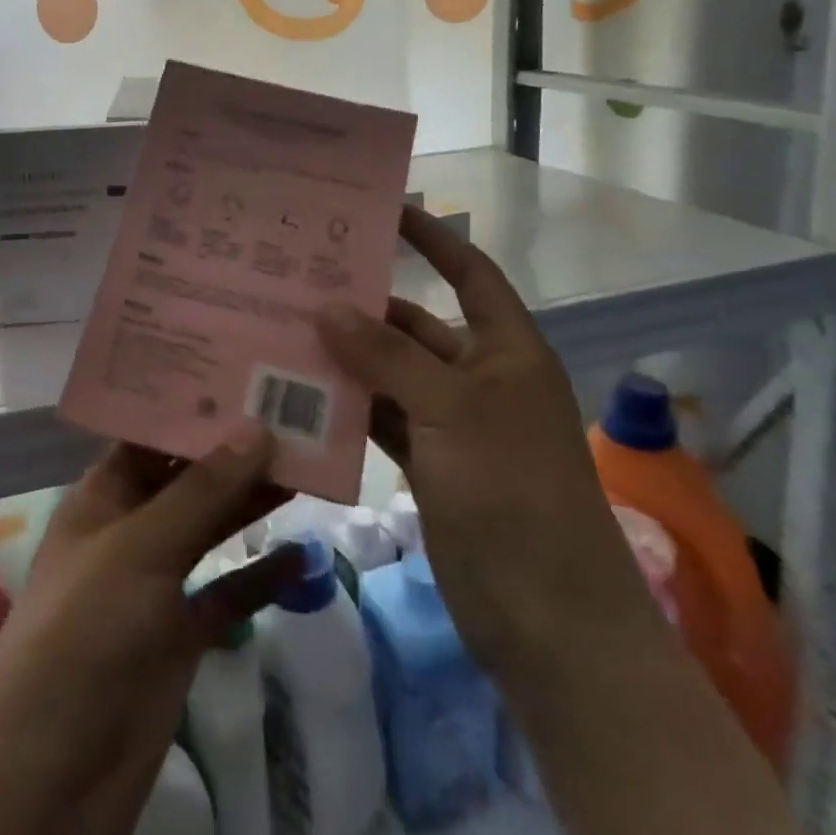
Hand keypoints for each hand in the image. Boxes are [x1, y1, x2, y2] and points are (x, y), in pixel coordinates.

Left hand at [0, 432, 299, 834]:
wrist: (52, 779)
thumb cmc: (82, 636)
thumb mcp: (139, 550)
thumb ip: (201, 492)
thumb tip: (258, 426)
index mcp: (103, 495)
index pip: (151, 433)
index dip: (193, 403)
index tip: (243, 370)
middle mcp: (130, 528)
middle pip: (189, 476)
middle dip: (234, 448)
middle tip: (292, 409)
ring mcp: (157, 582)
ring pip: (212, 527)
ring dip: (253, 501)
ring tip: (308, 463)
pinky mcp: (181, 633)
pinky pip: (227, 591)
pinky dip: (260, 575)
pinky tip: (302, 555)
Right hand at [318, 205, 649, 677]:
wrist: (551, 624)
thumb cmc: (514, 494)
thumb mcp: (452, 412)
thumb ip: (388, 356)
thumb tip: (328, 306)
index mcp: (506, 349)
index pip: (469, 272)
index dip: (433, 238)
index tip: (383, 210)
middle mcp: (478, 377)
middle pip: (416, 325)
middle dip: (365, 305)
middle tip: (301, 279)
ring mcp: (452, 424)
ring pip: (391, 374)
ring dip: (348, 359)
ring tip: (284, 331)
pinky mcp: (430, 465)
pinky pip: (382, 419)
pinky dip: (349, 408)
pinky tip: (300, 395)